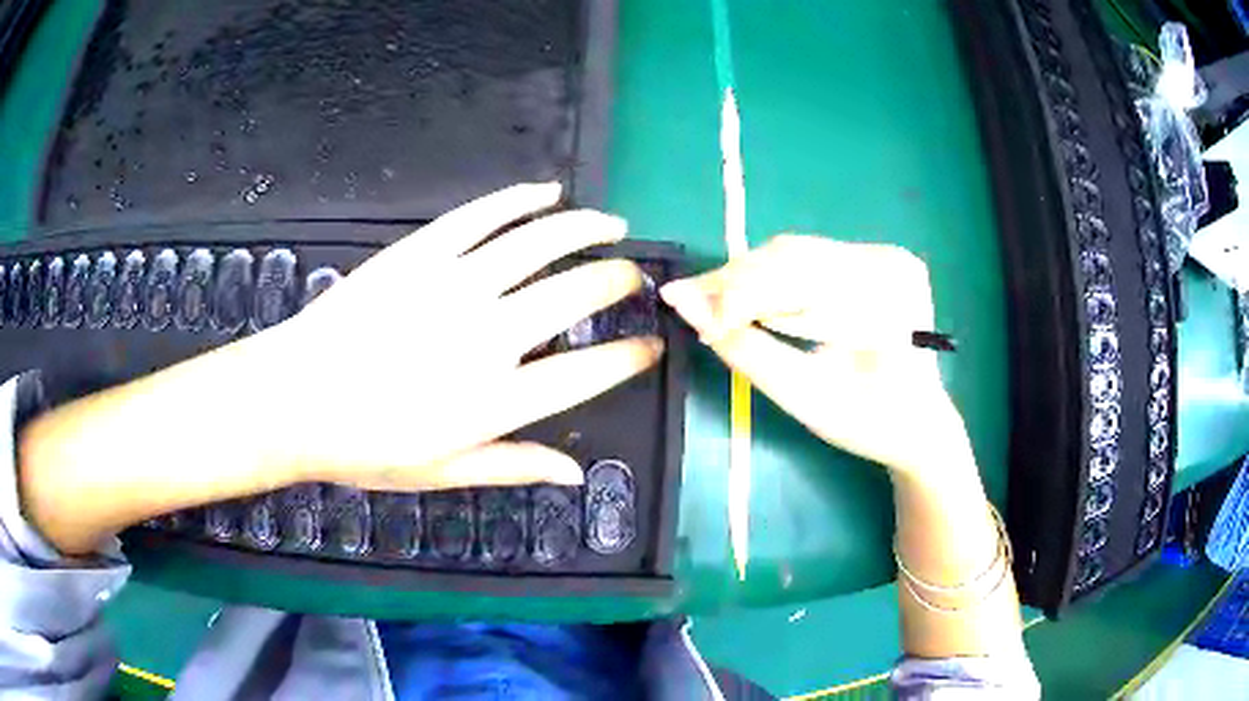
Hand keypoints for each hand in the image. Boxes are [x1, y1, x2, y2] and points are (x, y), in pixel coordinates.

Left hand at [20, 182, 661, 553]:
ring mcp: (453, 286)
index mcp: (496, 402)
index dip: (628, 357)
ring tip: (611, 224)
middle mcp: (487, 338)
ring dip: (585, 229)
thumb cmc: (365, 447)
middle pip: (574, 295)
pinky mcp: (421, 252)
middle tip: (632, 275)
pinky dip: (522, 200)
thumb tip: (574, 474)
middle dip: (616, 280)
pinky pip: (484, 216)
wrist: (295, 399)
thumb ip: (512, 467)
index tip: (650, 346)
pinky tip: (548, 192)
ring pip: (539, 242)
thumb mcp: (441, 473)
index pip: (588, 373)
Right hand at [660, 235, 971, 479]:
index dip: (735, 294)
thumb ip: (746, 349)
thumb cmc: (869, 423)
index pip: (796, 277)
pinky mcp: (874, 260)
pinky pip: (810, 261)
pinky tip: (748, 297)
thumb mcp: (805, 395)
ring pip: (796, 254)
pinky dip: (774, 280)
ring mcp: (883, 255)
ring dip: (750, 278)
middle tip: (686, 299)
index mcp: (885, 294)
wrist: (921, 426)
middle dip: (735, 281)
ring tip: (710, 301)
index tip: (681, 308)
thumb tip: (686, 306)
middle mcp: (887, 259)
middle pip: (793, 256)